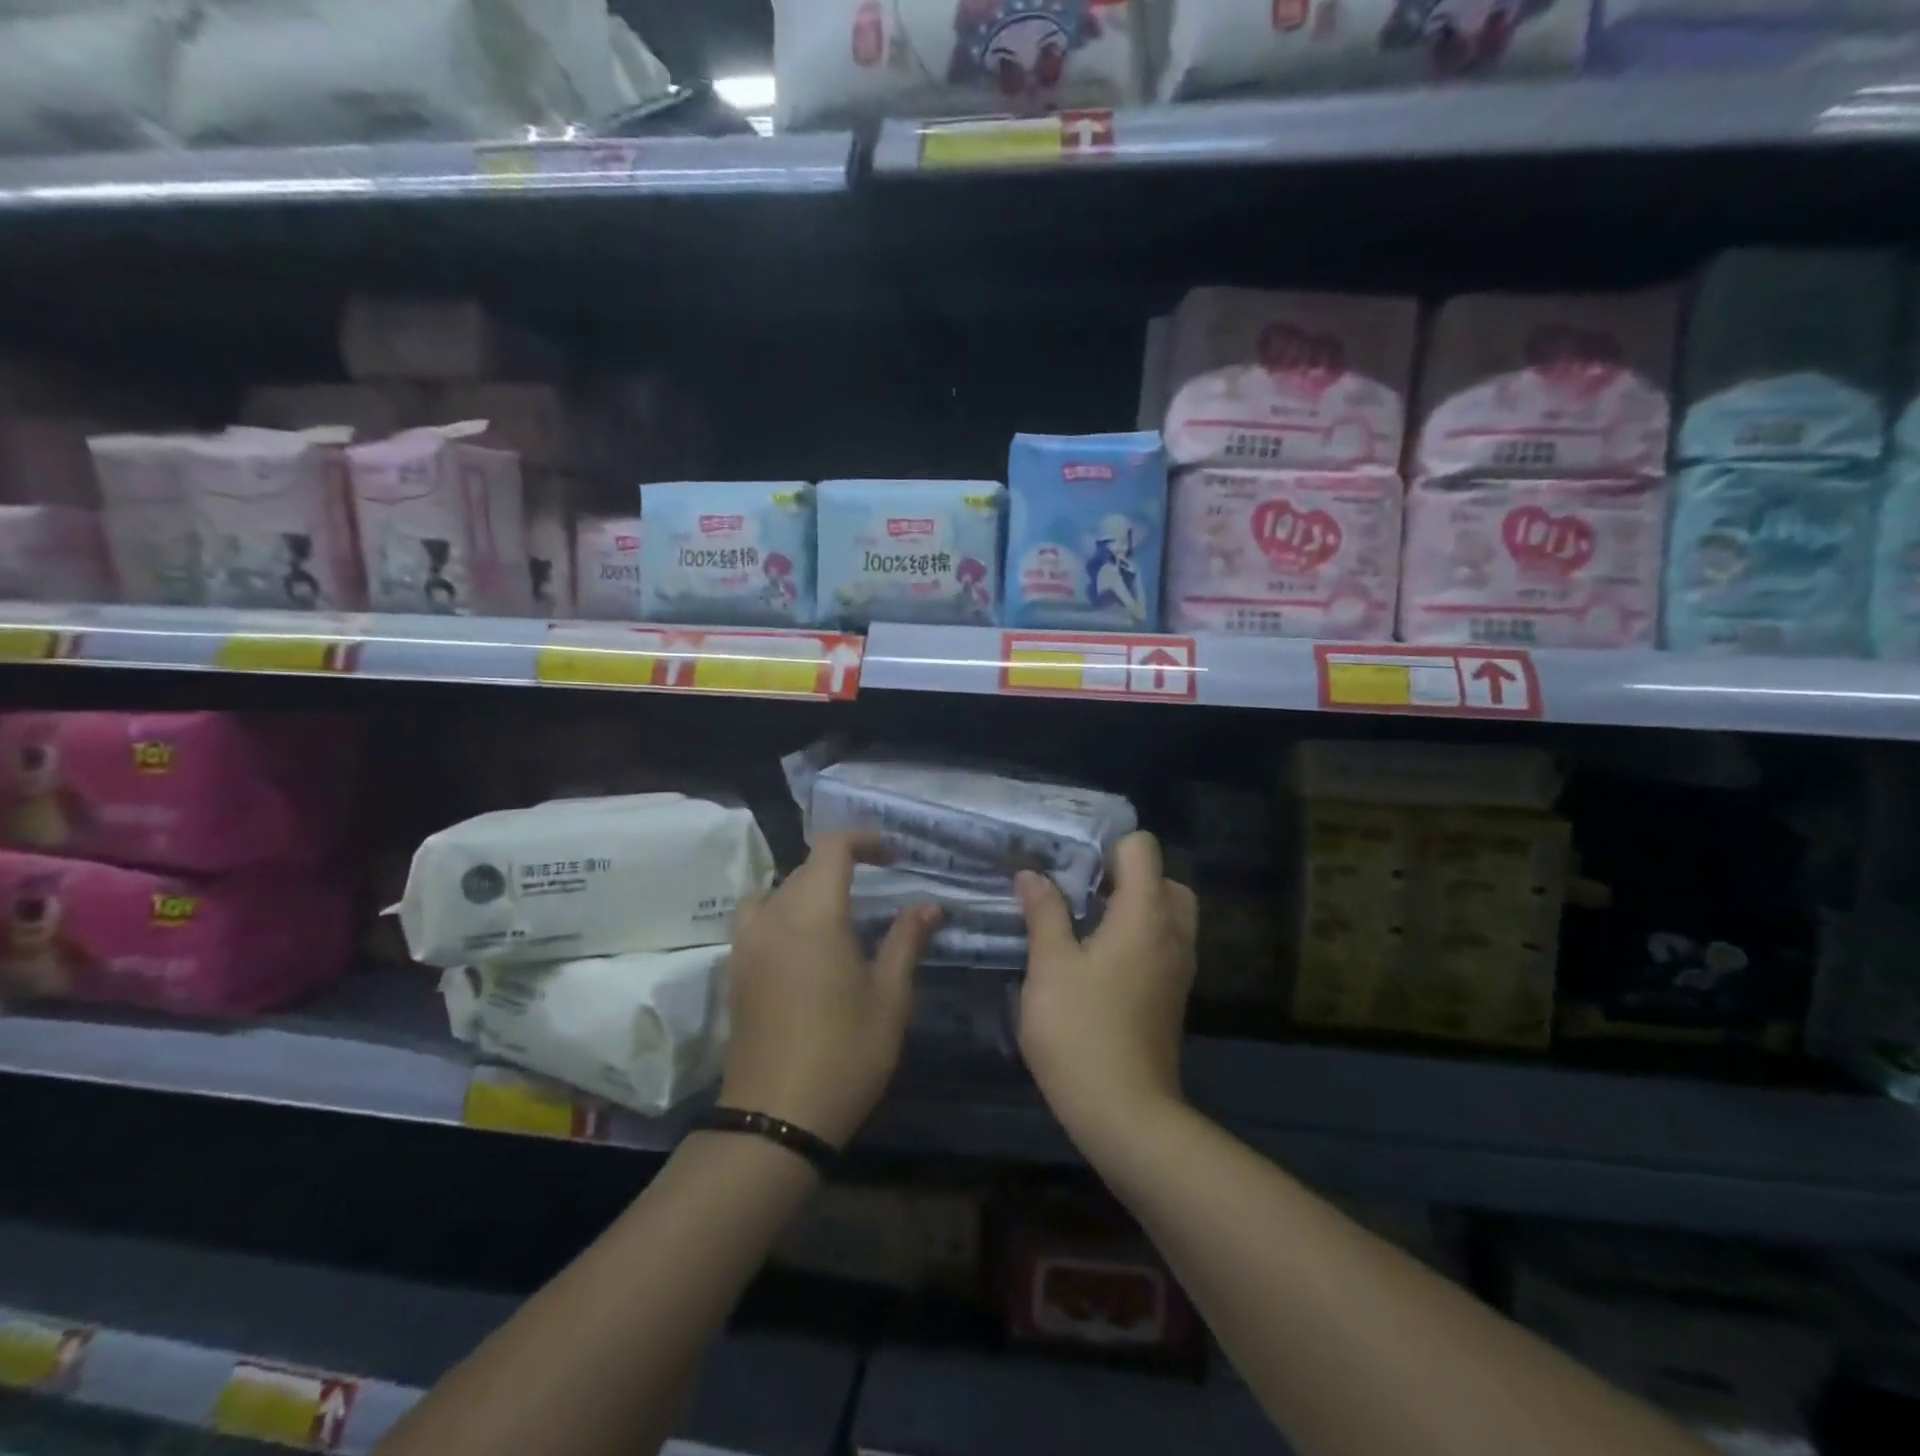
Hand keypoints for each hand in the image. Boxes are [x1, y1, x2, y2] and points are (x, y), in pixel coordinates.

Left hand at [721, 832, 939, 1147]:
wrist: (775, 1118)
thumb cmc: (844, 1053)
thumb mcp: (890, 997)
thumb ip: (907, 941)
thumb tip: (928, 905)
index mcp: (813, 914)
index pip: (832, 848)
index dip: (864, 840)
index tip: (893, 855)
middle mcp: (774, 916)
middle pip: (805, 867)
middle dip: (842, 865)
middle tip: (879, 884)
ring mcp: (748, 943)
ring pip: (777, 891)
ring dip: (808, 888)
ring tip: (838, 912)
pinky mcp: (736, 970)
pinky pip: (759, 918)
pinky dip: (784, 912)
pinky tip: (807, 945)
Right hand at [1016, 831, 1196, 1141]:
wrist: (1125, 1113)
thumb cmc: (1081, 1030)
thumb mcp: (1049, 966)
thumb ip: (1044, 913)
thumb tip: (1032, 876)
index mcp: (1145, 914)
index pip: (1143, 848)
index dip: (1107, 848)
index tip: (1070, 869)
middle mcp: (1173, 932)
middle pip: (1162, 878)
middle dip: (1123, 878)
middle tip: (1080, 896)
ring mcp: (1179, 966)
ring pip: (1166, 913)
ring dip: (1131, 908)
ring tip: (1083, 926)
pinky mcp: (1174, 994)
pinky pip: (1164, 944)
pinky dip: (1138, 937)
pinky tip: (1096, 961)